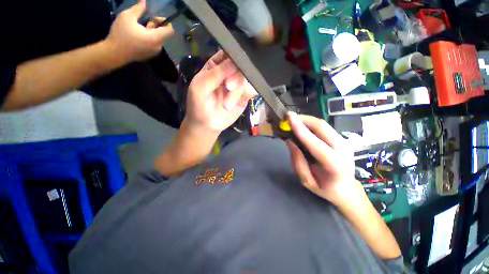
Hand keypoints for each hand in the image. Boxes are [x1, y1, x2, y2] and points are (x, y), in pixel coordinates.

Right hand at [105, 0, 173, 62]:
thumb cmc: (121, 34)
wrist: (115, 53)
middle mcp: (159, 47)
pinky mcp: (150, 55)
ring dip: (152, 32)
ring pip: (159, 39)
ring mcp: (155, 52)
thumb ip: (138, 9)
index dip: (165, 22)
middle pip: (164, 34)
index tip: (153, 18)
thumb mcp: (127, 17)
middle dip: (156, 26)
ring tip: (139, 29)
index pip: (170, 30)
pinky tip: (138, 37)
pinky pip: (154, 45)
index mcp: (156, 38)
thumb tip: (144, 1)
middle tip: (144, 23)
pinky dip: (150, 39)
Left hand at [185, 50, 256, 132]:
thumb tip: (235, 61)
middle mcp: (229, 73)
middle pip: (240, 65)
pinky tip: (240, 101)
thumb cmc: (199, 105)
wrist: (207, 125)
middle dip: (236, 77)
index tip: (235, 64)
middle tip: (229, 87)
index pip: (228, 53)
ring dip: (238, 91)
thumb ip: (215, 74)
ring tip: (227, 105)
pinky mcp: (244, 96)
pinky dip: (248, 93)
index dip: (234, 55)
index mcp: (216, 66)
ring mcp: (238, 84)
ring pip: (247, 79)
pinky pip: (252, 90)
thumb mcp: (201, 87)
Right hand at [286, 112, 361, 207]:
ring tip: (294, 120)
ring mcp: (344, 142)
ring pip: (323, 124)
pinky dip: (312, 124)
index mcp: (333, 164)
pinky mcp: (342, 139)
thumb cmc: (324, 188)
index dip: (300, 128)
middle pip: (321, 127)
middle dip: (303, 119)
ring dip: (307, 120)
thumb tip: (289, 141)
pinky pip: (325, 127)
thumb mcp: (306, 180)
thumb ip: (297, 161)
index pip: (314, 142)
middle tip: (289, 117)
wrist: (347, 189)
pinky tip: (303, 126)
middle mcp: (342, 149)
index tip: (289, 117)